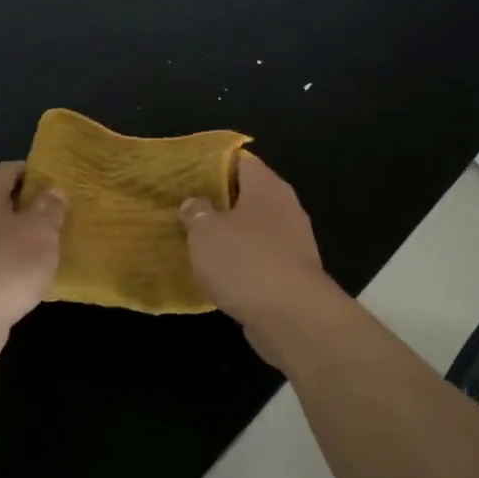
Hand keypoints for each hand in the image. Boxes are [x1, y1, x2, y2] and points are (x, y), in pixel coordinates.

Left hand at [0, 161, 64, 353]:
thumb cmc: (4, 265)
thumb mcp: (41, 231)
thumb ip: (50, 207)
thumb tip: (53, 191)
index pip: (11, 169)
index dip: (39, 175)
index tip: (63, 189)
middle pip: (1, 200)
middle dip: (31, 209)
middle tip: (63, 219)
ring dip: (20, 239)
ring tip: (51, 249)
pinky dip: (8, 264)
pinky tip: (29, 278)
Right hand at [180, 155, 338, 366]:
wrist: (292, 317)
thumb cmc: (245, 262)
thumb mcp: (206, 233)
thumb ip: (197, 213)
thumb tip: (195, 203)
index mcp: (266, 186)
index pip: (241, 160)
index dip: (214, 163)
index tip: (188, 172)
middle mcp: (285, 207)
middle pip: (248, 195)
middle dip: (219, 201)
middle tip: (185, 207)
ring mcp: (293, 242)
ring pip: (254, 229)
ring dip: (230, 234)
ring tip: (197, 240)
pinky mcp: (292, 274)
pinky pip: (260, 258)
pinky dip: (241, 262)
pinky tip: (219, 273)